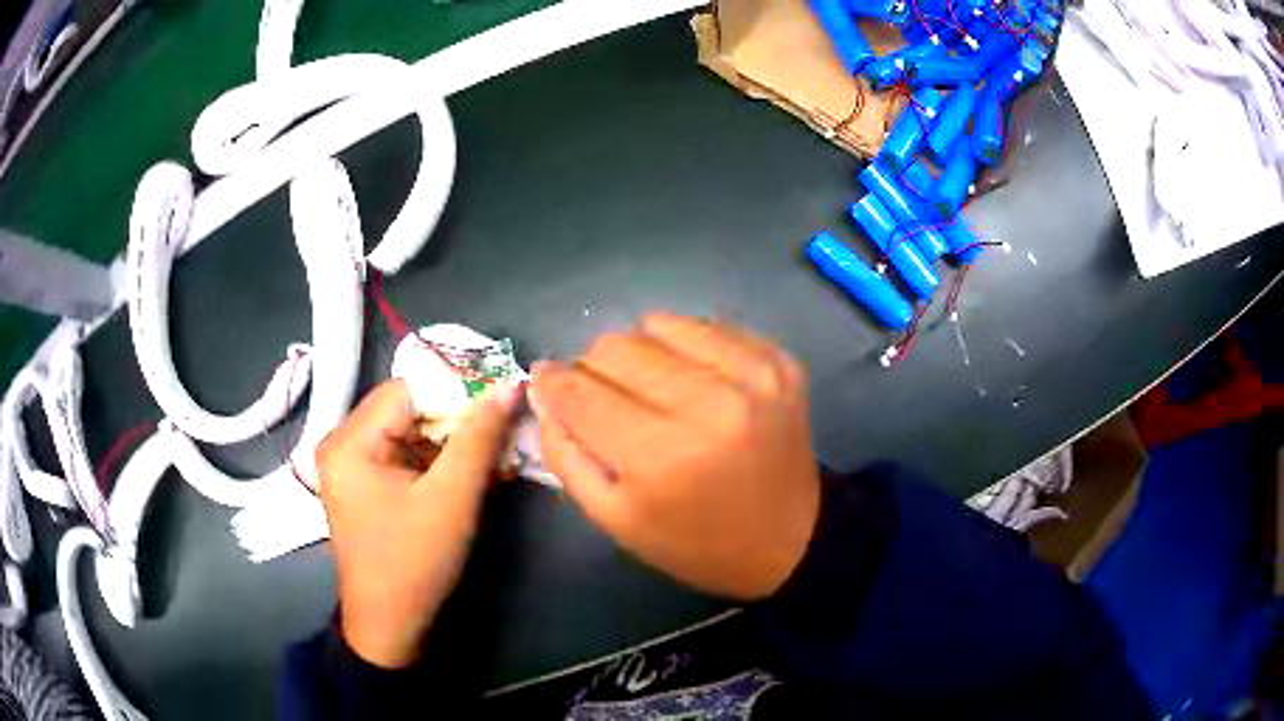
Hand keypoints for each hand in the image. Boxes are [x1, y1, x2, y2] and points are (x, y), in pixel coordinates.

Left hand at [316, 378, 522, 667]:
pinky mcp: (367, 482)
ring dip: (454, 441)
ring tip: (495, 456)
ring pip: (412, 430)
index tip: (503, 401)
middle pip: (409, 408)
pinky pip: (407, 454)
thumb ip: (479, 438)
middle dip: (459, 419)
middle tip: (504, 431)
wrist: (391, 624)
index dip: (458, 390)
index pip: (409, 390)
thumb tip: (508, 386)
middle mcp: (343, 442)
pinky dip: (440, 460)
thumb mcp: (451, 498)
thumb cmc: (414, 562)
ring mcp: (353, 463)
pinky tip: (472, 472)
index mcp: (349, 441)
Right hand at [530, 313, 820, 600]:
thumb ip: (565, 454)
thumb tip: (544, 390)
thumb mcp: (615, 519)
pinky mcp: (779, 360)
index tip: (546, 381)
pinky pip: (707, 325)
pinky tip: (694, 381)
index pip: (579, 391)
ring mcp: (753, 375)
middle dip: (594, 369)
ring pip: (658, 323)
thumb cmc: (695, 542)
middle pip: (616, 346)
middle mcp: (711, 403)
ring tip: (651, 387)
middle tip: (605, 398)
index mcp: (662, 456)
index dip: (551, 382)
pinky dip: (686, 346)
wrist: (791, 540)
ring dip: (640, 351)